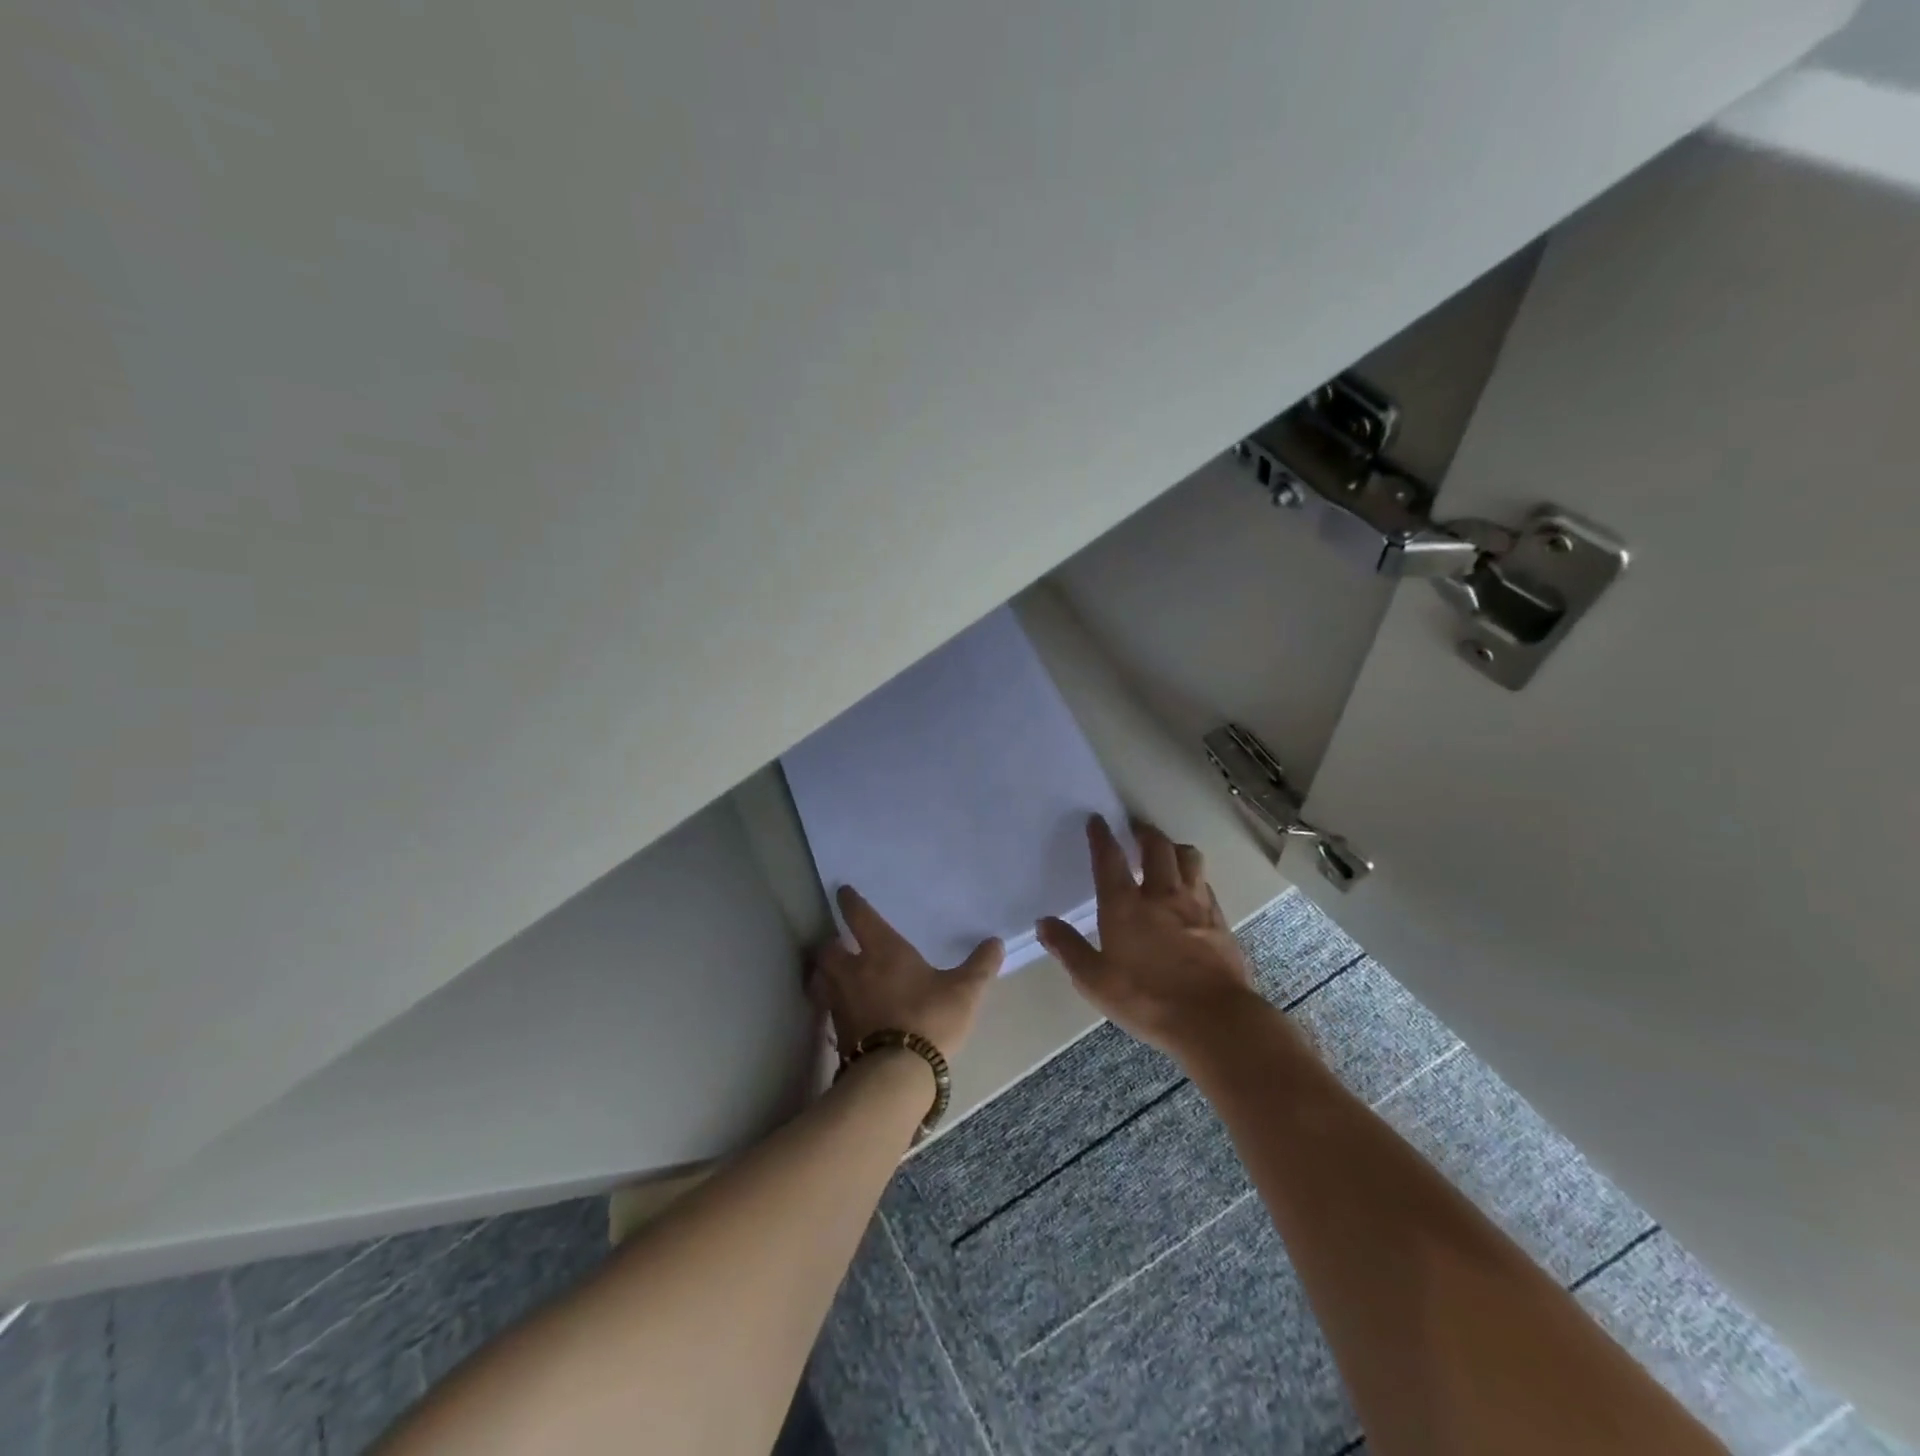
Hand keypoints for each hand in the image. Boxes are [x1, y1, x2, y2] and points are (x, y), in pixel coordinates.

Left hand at [808, 885, 1002, 1058]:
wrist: (895, 1074)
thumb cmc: (929, 1018)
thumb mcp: (964, 991)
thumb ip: (980, 966)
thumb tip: (995, 942)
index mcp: (883, 951)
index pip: (860, 917)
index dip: (850, 903)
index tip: (842, 892)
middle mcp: (854, 971)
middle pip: (828, 950)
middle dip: (831, 944)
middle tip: (838, 943)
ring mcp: (841, 1003)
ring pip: (821, 979)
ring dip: (824, 973)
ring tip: (832, 975)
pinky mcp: (837, 1033)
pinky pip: (828, 1009)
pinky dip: (831, 1004)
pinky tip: (844, 1012)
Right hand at [1037, 816, 1260, 1058]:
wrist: (1213, 1020)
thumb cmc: (1146, 999)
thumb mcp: (1095, 981)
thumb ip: (1069, 948)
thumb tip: (1044, 923)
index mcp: (1125, 906)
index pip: (1110, 859)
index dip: (1101, 836)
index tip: (1097, 820)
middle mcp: (1161, 895)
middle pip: (1156, 847)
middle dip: (1144, 832)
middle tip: (1135, 829)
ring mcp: (1195, 906)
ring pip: (1188, 858)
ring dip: (1174, 848)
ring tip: (1166, 851)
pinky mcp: (1219, 921)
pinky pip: (1206, 885)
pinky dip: (1195, 878)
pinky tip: (1192, 889)